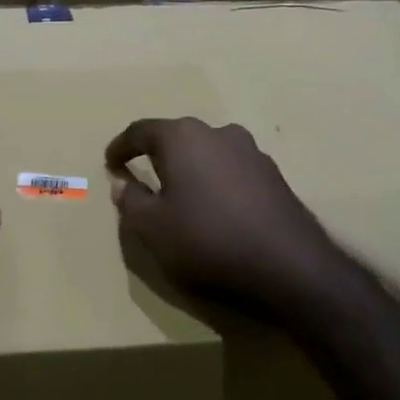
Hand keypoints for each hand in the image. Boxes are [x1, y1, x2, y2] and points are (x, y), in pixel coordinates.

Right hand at [106, 117, 343, 324]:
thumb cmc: (207, 241)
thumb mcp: (152, 228)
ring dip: (190, 168)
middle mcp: (218, 133)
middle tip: (143, 176)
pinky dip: (216, 182)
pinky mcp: (274, 175)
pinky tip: (215, 209)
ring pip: (208, 152)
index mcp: (182, 137)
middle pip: (177, 137)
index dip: (121, 147)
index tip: (110, 162)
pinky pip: (232, 170)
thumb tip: (122, 183)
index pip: (141, 131)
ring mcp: (251, 152)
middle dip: (157, 155)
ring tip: (181, 195)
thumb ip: (131, 201)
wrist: (289, 267)